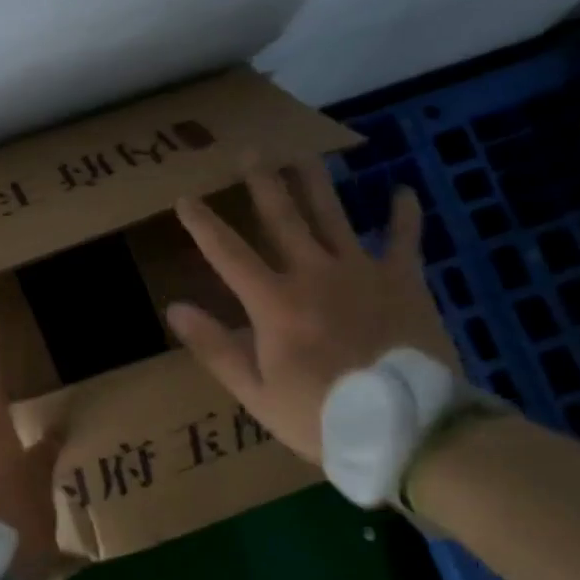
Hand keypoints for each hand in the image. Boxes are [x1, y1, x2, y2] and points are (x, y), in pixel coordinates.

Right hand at [166, 159, 459, 464]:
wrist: (406, 427)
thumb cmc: (321, 416)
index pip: (228, 253)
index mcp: (274, 302)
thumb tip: (174, 308)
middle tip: (249, 152)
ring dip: (315, 182)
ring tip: (303, 154)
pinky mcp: (404, 280)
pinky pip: (404, 239)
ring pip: (333, 215)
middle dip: (262, 183)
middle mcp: (314, 273)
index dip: (203, 224)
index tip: (184, 198)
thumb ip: (214, 348)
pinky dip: (403, 215)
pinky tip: (403, 191)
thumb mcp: (256, 393)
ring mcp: (362, 272)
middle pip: (283, 218)